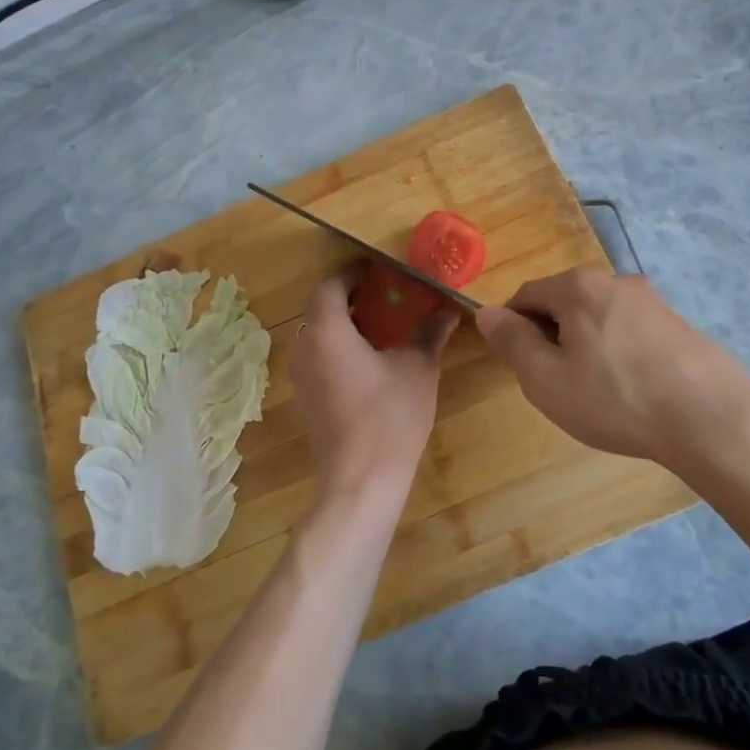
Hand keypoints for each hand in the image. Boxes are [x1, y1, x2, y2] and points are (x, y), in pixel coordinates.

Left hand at [291, 268, 456, 513]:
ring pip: (319, 336)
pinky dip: (340, 349)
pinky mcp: (306, 400)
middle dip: (351, 298)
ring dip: (345, 325)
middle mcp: (304, 348)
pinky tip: (371, 361)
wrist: (361, 480)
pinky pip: (319, 359)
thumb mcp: (417, 368)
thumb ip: (430, 333)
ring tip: (383, 326)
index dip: (352, 273)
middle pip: (321, 309)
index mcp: (326, 331)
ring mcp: (300, 377)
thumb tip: (449, 311)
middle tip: (387, 295)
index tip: (379, 269)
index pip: (330, 285)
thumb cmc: (389, 415)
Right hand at [477, 268, 749, 468]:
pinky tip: (630, 389)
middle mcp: (615, 280)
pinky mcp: (679, 323)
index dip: (513, 327)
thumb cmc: (615, 398)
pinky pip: (630, 330)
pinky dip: (618, 352)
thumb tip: (486, 312)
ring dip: (586, 345)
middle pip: (564, 302)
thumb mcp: (546, 378)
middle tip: (557, 382)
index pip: (526, 295)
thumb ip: (512, 341)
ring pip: (599, 317)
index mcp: (577, 287)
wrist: (711, 418)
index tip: (519, 364)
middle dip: (551, 336)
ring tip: (596, 391)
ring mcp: (652, 300)